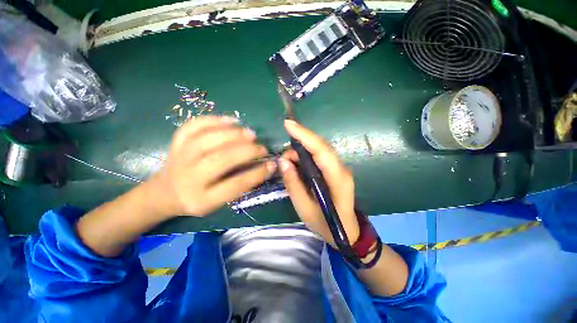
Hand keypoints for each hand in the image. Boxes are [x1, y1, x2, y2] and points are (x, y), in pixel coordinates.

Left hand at [149, 116, 276, 216]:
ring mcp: (179, 157)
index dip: (257, 174)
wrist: (165, 193)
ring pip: (208, 140)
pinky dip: (214, 120)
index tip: (272, 165)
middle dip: (247, 151)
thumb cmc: (198, 199)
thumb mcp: (218, 202)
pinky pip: (193, 125)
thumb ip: (239, 185)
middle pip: (221, 159)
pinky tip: (231, 121)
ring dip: (233, 134)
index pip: (235, 185)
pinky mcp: (175, 142)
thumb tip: (262, 166)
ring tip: (251, 133)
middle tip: (262, 148)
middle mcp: (189, 178)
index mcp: (202, 199)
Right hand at [279, 120, 359, 246]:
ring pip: (319, 150)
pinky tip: (296, 165)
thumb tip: (283, 162)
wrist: (347, 231)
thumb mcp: (305, 209)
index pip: (321, 150)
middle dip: (299, 144)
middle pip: (320, 147)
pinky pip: (319, 157)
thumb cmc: (326, 224)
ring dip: (301, 152)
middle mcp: (341, 169)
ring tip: (288, 164)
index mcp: (337, 179)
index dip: (305, 135)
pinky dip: (305, 157)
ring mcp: (340, 168)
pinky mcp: (335, 170)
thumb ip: (293, 185)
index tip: (288, 124)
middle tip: (283, 157)